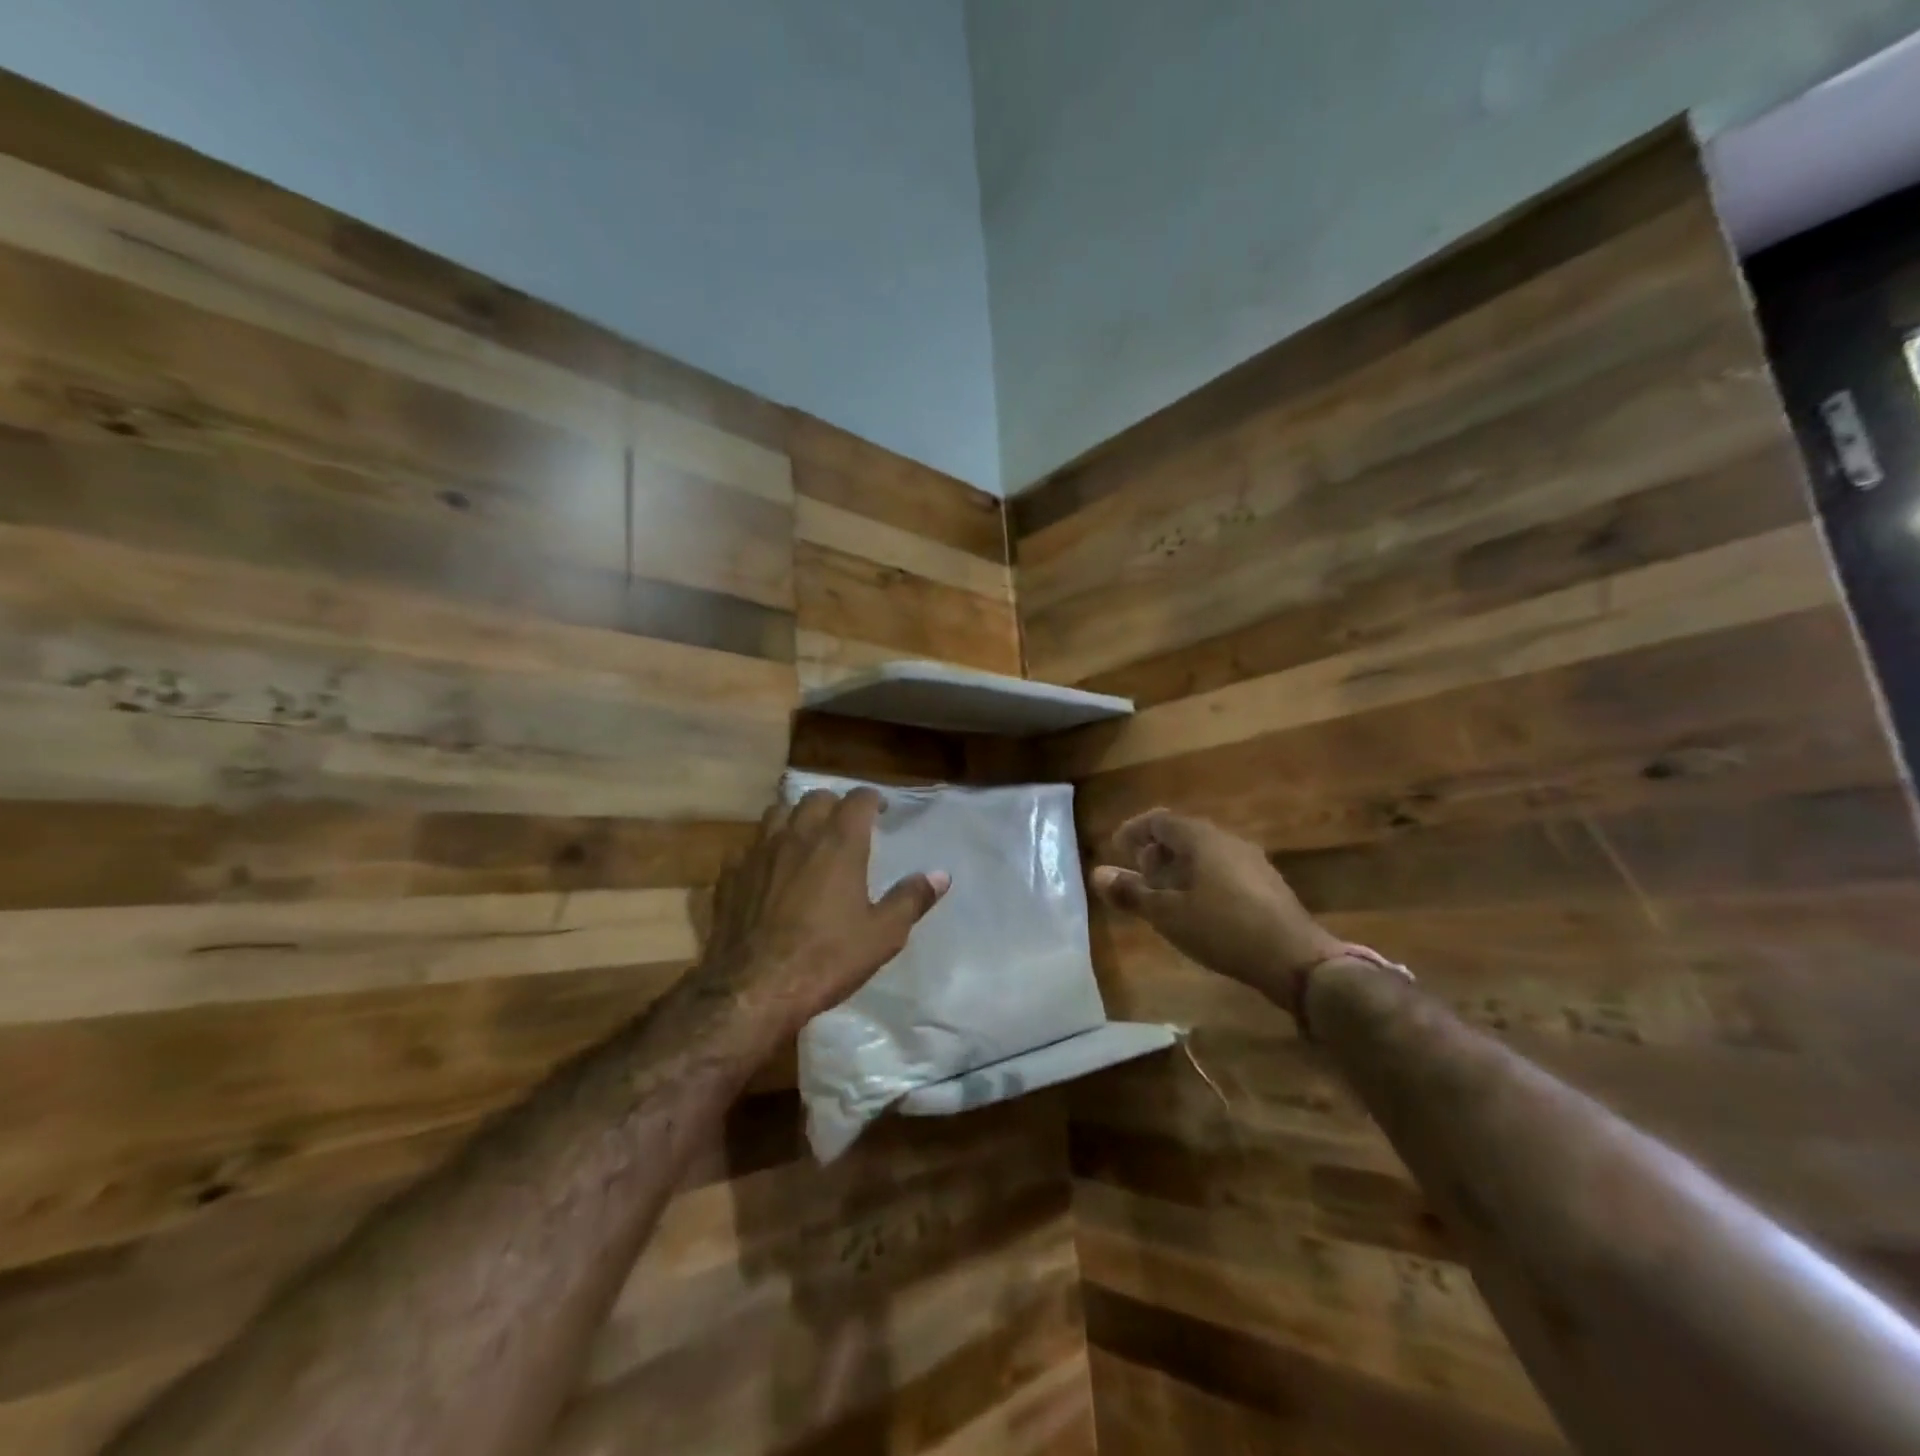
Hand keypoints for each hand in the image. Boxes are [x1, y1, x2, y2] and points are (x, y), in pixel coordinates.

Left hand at [692, 787, 949, 1037]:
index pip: (858, 799)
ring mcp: (758, 852)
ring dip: (794, 818)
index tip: (880, 809)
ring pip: (776, 813)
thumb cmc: (827, 958)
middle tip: (844, 824)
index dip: (871, 799)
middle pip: (815, 798)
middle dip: (833, 804)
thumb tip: (940, 875)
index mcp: (839, 843)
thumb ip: (911, 899)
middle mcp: (798, 835)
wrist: (753, 988)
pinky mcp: (730, 874)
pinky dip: (762, 849)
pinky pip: (747, 847)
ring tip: (804, 837)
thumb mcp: (883, 935)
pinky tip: (766, 870)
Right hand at [1090, 809, 1343, 1011]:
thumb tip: (1097, 874)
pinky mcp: (1265, 884)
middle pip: (1182, 834)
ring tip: (1163, 895)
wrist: (1295, 959)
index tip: (1116, 848)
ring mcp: (1251, 861)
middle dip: (1155, 851)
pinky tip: (1197, 909)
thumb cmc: (1222, 929)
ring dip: (1178, 868)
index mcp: (1201, 839)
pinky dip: (1199, 879)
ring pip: (1204, 853)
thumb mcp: (1168, 914)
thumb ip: (1132, 893)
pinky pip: (1222, 869)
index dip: (1133, 830)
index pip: (1159, 820)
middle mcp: (1227, 840)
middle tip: (1138, 876)